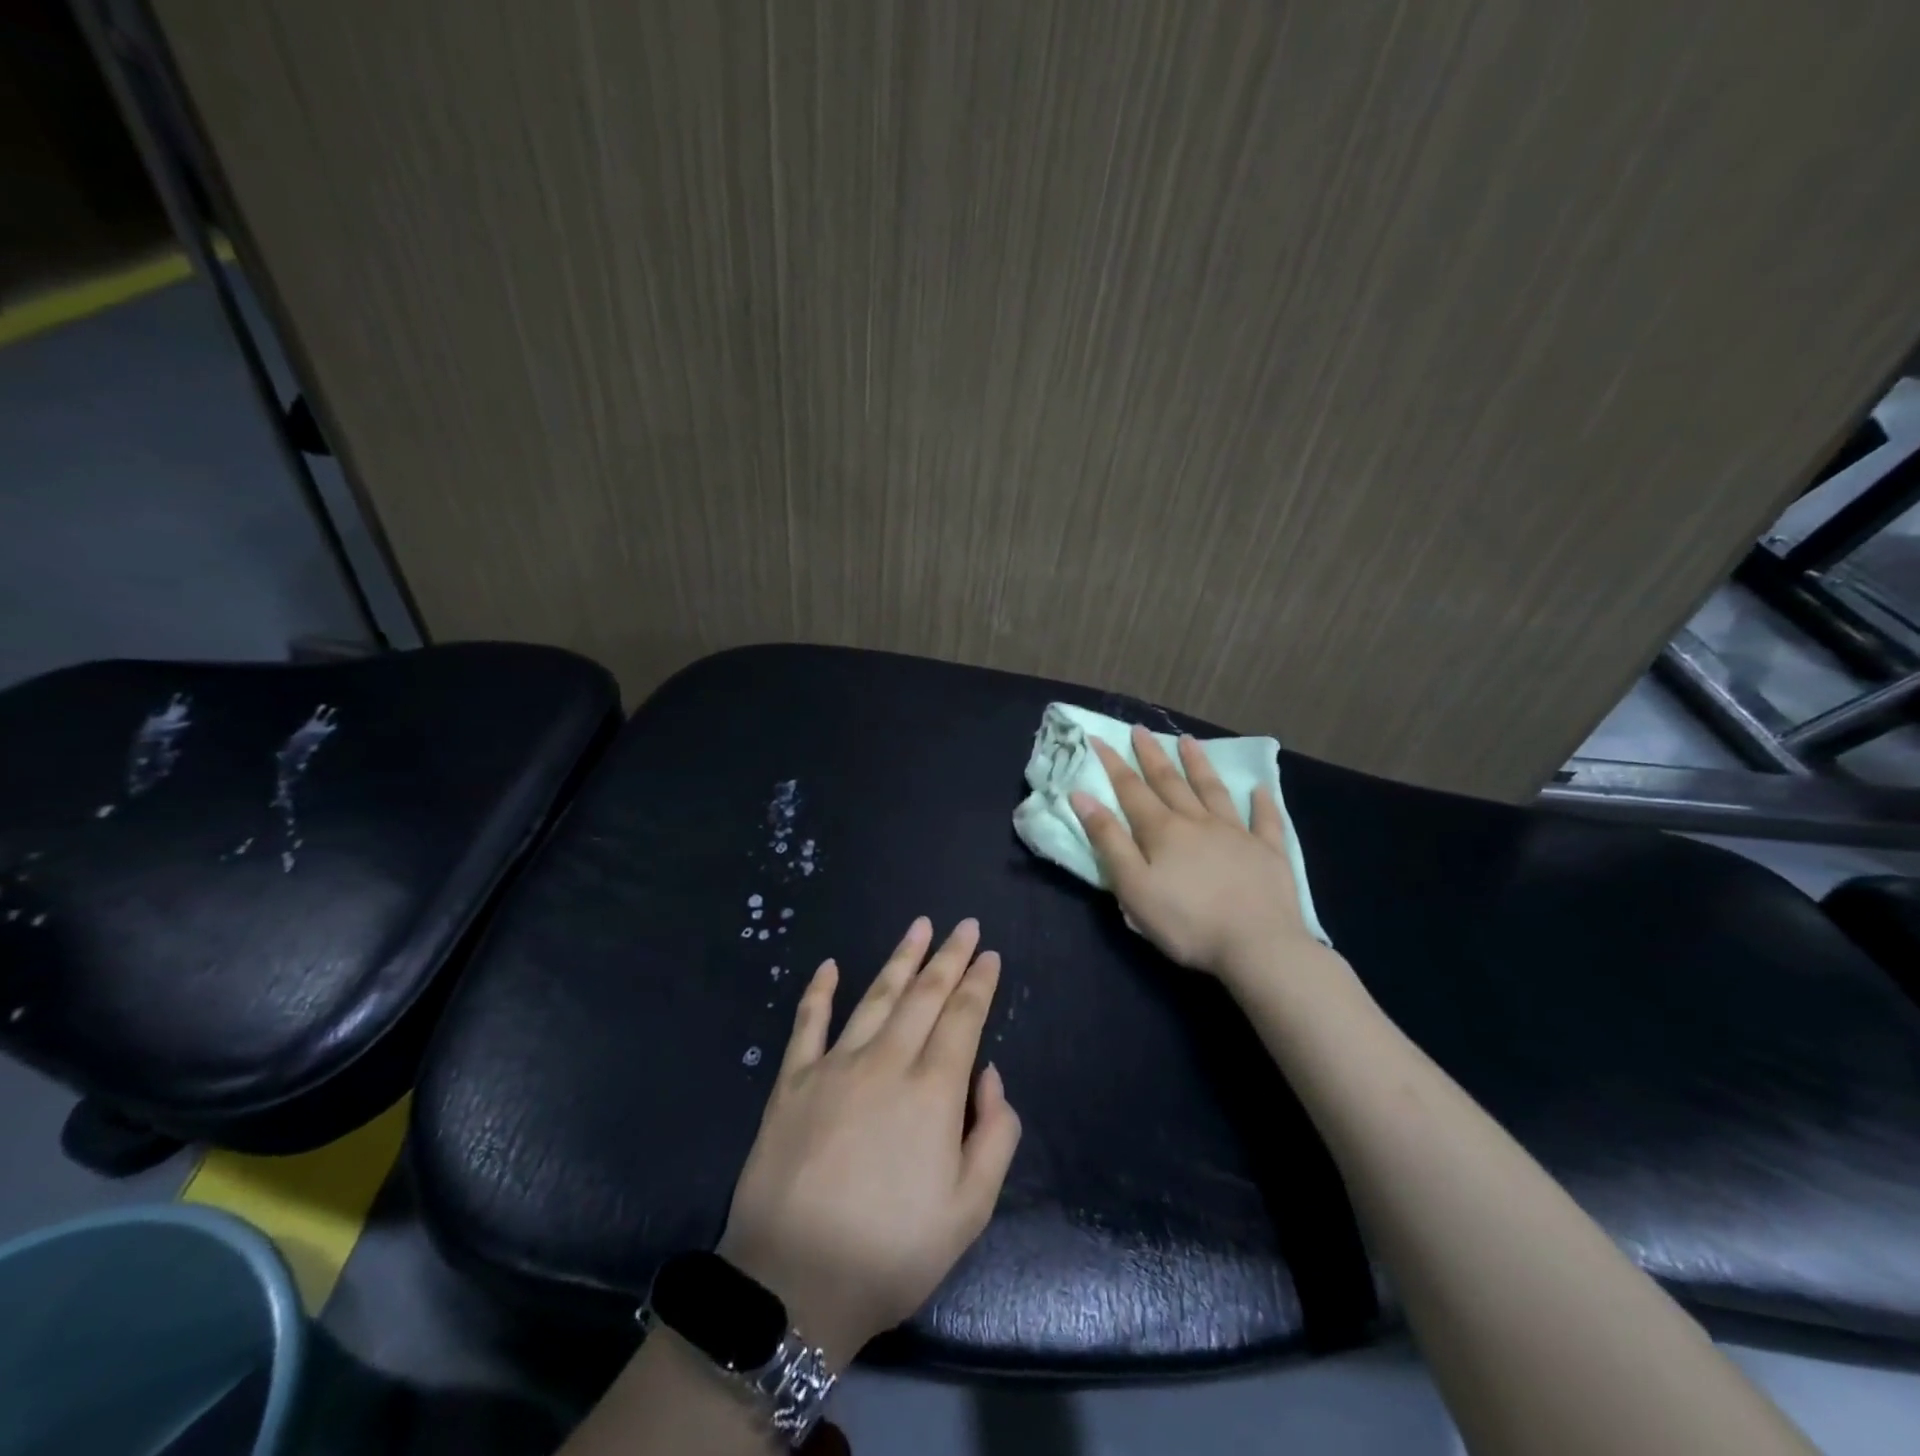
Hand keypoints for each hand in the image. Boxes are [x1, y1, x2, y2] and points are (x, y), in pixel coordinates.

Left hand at [717, 917, 1021, 1368]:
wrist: (792, 1286)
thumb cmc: (891, 1252)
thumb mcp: (969, 1210)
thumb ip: (994, 1135)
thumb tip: (988, 1075)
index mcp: (932, 1091)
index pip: (963, 1019)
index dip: (979, 984)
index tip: (989, 955)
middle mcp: (885, 1062)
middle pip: (924, 996)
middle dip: (948, 957)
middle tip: (964, 925)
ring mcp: (833, 1066)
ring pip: (874, 997)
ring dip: (900, 959)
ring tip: (918, 927)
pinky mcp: (791, 1082)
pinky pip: (807, 1024)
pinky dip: (818, 991)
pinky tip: (829, 966)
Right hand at [1070, 726, 1320, 983]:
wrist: (1257, 946)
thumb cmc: (1185, 922)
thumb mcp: (1133, 886)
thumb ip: (1108, 840)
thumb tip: (1082, 796)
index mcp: (1162, 831)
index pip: (1131, 789)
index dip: (1112, 763)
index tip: (1097, 738)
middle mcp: (1197, 822)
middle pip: (1170, 781)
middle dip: (1152, 755)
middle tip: (1140, 729)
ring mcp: (1236, 833)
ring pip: (1213, 790)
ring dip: (1199, 765)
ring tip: (1188, 741)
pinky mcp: (1268, 852)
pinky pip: (1265, 820)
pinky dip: (1262, 803)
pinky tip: (1259, 789)